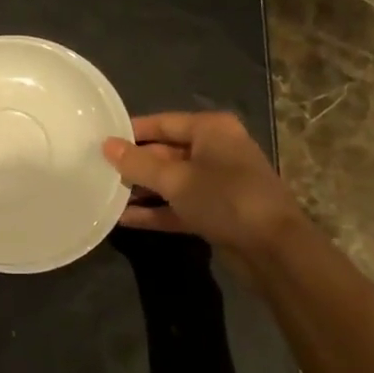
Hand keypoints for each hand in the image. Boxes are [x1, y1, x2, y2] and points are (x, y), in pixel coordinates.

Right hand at [103, 112, 305, 277]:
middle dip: (135, 164)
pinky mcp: (218, 212)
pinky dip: (157, 211)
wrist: (275, 250)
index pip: (163, 122)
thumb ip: (138, 163)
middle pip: (167, 152)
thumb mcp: (175, 179)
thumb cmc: (225, 198)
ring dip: (143, 189)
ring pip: (173, 181)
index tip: (101, 139)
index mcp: (211, 130)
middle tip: (98, 169)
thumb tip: (106, 145)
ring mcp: (219, 183)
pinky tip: (125, 219)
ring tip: (105, 193)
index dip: (132, 131)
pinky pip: (180, 205)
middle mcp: (216, 150)